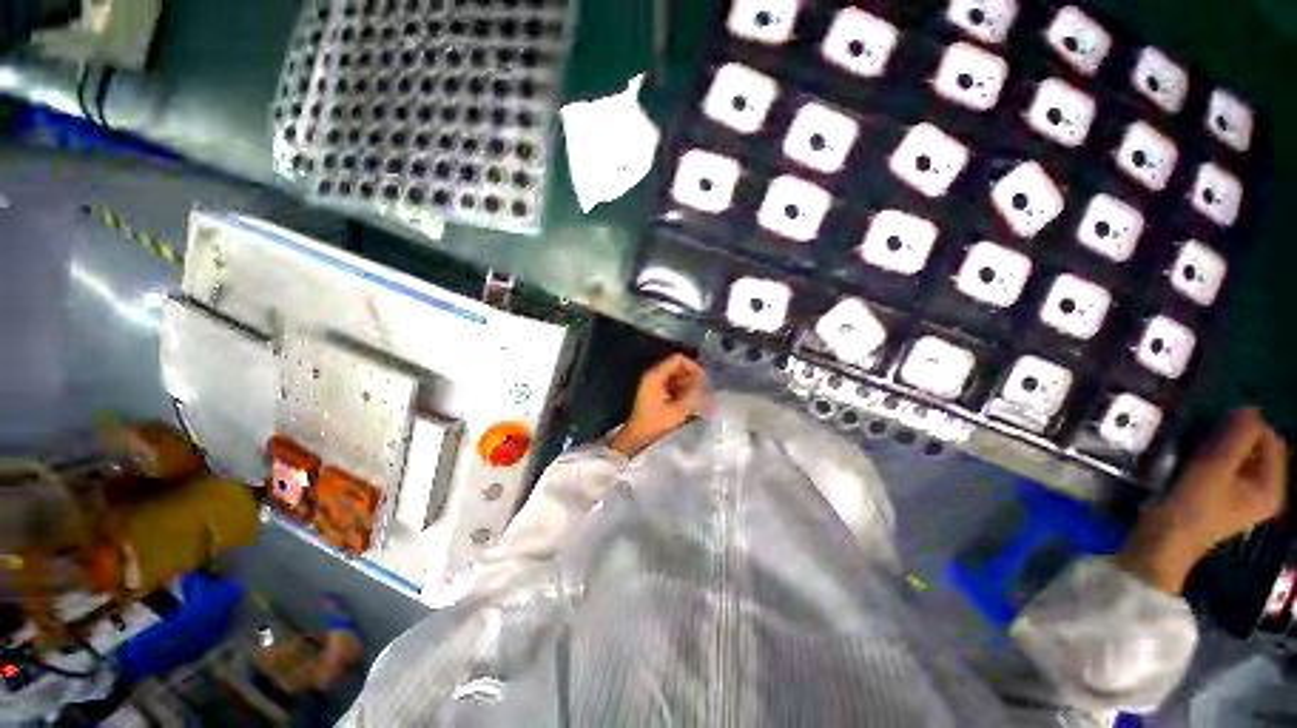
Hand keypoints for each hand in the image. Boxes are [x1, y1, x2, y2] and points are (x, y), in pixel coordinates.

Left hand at [611, 354, 706, 456]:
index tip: (703, 380)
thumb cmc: (654, 424)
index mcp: (656, 376)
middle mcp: (655, 376)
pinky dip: (684, 391)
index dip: (693, 367)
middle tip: (704, 392)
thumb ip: (693, 396)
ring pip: (678, 377)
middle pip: (679, 367)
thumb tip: (706, 387)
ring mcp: (656, 384)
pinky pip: (675, 386)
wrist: (637, 437)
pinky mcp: (658, 393)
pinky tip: (692, 403)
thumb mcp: (677, 411)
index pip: (678, 359)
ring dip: (690, 386)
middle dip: (693, 378)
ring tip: (700, 399)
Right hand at [1118, 408, 1287, 593]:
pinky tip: (1195, 461)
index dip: (1250, 428)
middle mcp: (1264, 492)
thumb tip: (1249, 408)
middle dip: (1235, 438)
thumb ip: (1237, 437)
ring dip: (1222, 447)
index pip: (1273, 443)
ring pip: (1241, 458)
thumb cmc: (1192, 506)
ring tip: (1198, 447)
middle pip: (1258, 450)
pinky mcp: (1223, 497)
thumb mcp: (1215, 468)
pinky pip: (1227, 468)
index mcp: (1271, 489)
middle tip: (1207, 435)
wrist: (1162, 541)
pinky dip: (1214, 458)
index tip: (1219, 424)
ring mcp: (1243, 497)